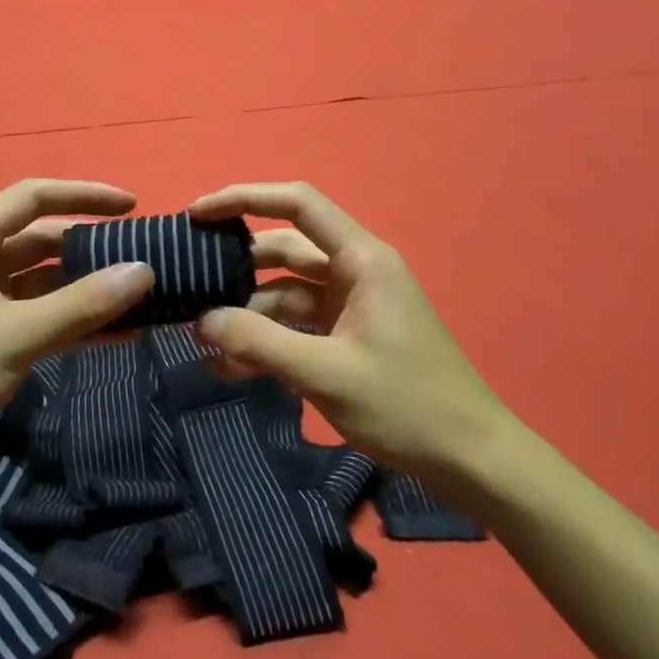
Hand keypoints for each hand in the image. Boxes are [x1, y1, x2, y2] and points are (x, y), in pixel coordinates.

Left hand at [0, 180, 154, 497]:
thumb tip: (145, 271)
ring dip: (89, 290)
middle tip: (145, 260)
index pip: (34, 198)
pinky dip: (76, 322)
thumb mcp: (17, 335)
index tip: (132, 207)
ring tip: (142, 298)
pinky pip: (42, 317)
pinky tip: (120, 334)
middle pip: (44, 240)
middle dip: (93, 249)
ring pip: (47, 282)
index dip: (85, 195)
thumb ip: (83, 303)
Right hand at [191, 182, 516, 485]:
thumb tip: (201, 321)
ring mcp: (352, 305)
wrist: (471, 460)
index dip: (244, 198)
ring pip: (285, 292)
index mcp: (361, 259)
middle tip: (187, 284)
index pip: (297, 204)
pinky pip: (297, 326)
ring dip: (246, 313)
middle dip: (236, 266)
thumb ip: (259, 343)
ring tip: (201, 340)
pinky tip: (230, 366)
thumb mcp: (326, 373)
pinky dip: (266, 339)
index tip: (197, 214)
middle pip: (284, 250)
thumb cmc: (407, 405)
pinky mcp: (348, 336)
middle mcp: (355, 271)